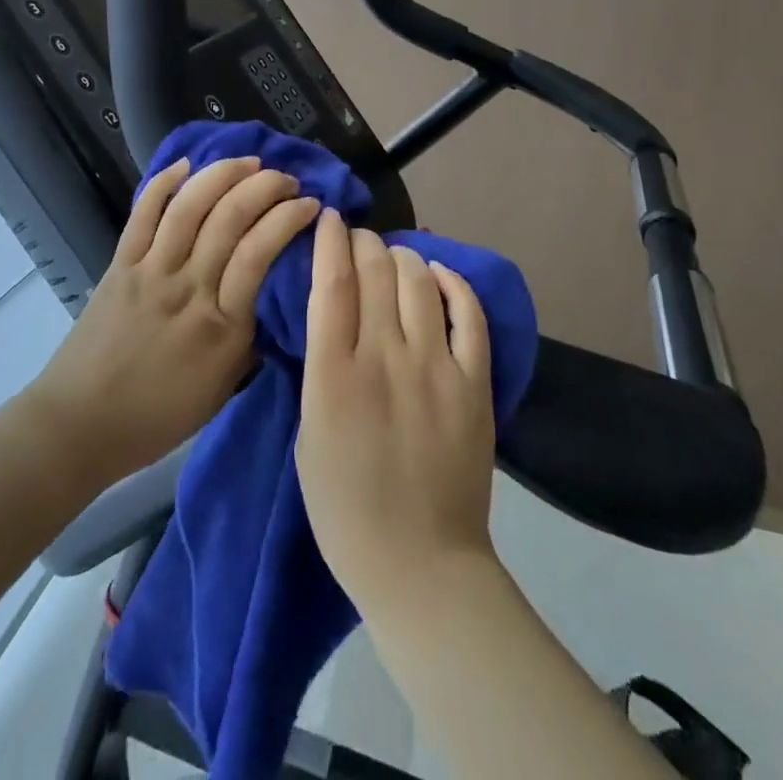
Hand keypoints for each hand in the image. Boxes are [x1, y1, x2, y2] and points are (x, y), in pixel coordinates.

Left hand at [31, 156, 319, 488]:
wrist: (79, 424)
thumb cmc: (158, 416)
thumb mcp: (223, 388)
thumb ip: (250, 339)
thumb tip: (270, 296)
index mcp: (222, 325)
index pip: (261, 252)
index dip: (290, 218)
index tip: (311, 205)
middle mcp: (189, 288)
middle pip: (231, 218)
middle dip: (266, 186)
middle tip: (287, 179)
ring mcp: (151, 272)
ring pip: (190, 206)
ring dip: (224, 174)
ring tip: (249, 162)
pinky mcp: (120, 265)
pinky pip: (143, 214)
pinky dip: (164, 183)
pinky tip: (186, 164)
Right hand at [296, 207, 498, 615]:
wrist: (421, 564)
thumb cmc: (346, 508)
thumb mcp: (307, 436)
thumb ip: (319, 368)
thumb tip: (331, 316)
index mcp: (335, 375)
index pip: (333, 283)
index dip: (330, 240)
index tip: (329, 218)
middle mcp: (385, 358)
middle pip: (376, 270)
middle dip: (364, 242)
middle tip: (359, 240)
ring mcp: (436, 367)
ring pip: (420, 279)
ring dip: (404, 256)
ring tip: (395, 259)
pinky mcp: (475, 382)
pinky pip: (469, 312)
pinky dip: (454, 282)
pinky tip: (440, 275)